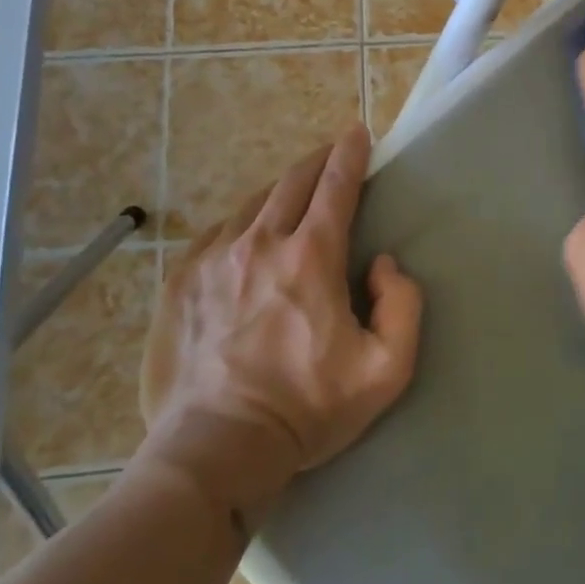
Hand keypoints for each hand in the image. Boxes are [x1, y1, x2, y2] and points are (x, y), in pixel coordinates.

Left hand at [139, 125, 423, 480]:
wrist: (215, 449)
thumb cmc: (308, 410)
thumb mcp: (387, 369)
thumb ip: (403, 306)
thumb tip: (382, 263)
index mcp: (310, 258)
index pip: (335, 186)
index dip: (350, 154)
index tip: (358, 133)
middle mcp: (259, 244)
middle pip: (291, 182)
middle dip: (317, 162)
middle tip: (331, 155)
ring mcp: (213, 260)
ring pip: (252, 203)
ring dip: (280, 190)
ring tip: (294, 193)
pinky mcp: (181, 282)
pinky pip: (217, 231)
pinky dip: (242, 220)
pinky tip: (248, 231)